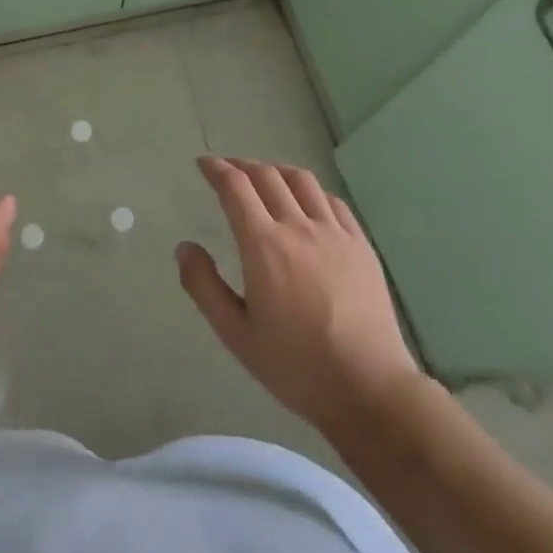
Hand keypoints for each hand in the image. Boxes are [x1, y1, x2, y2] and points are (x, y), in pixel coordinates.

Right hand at [178, 157, 422, 435]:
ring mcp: (335, 233)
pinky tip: (306, 201)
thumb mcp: (236, 334)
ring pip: (302, 181)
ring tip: (264, 176)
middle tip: (227, 169)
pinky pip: (333, 201)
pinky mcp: (361, 245)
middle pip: (267, 176)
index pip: (235, 187)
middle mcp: (298, 228)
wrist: (369, 388)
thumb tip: (184, 247)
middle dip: (242, 165)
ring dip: (276, 170)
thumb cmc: (295, 366)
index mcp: (263, 246)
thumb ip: (204, 286)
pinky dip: (311, 190)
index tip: (204, 164)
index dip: (216, 169)